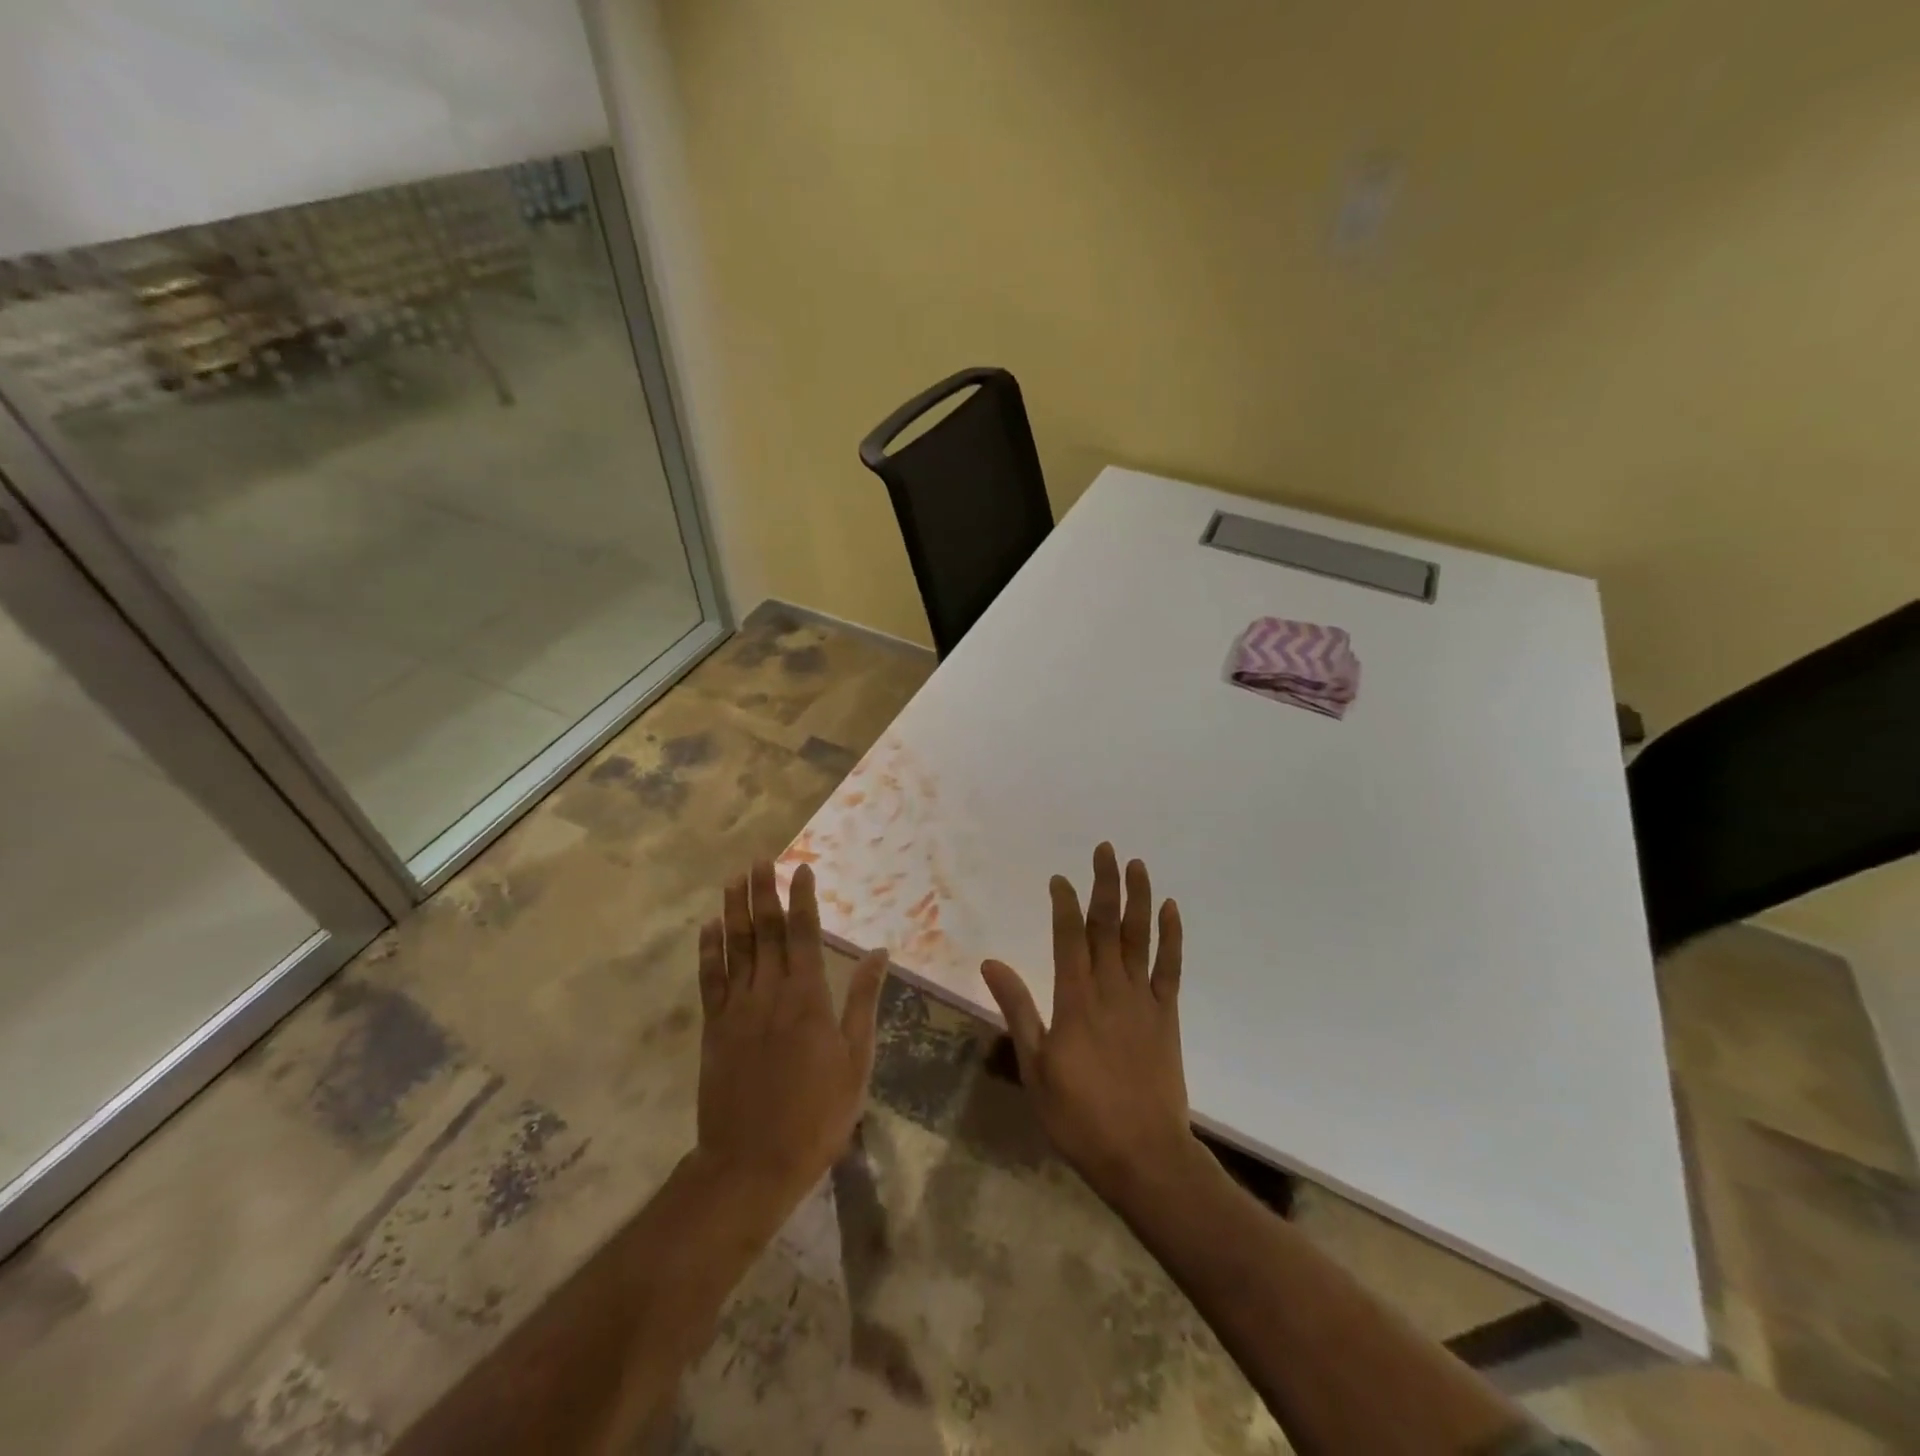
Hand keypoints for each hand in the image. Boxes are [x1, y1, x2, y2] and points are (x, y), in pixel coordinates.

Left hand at [694, 860, 888, 1212]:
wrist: (753, 1163)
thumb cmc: (817, 1114)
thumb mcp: (855, 1060)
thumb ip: (863, 1002)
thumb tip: (878, 953)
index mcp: (807, 997)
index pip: (805, 934)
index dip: (803, 898)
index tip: (801, 869)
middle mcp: (769, 992)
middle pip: (766, 932)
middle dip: (764, 892)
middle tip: (761, 860)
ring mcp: (737, 1009)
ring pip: (736, 948)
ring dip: (735, 911)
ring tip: (735, 879)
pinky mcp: (714, 1029)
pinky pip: (710, 980)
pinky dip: (709, 951)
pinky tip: (708, 928)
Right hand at [981, 843, 1198, 1209]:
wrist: (1143, 1156)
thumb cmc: (1079, 1115)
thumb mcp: (1035, 1065)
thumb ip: (1017, 1009)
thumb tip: (991, 962)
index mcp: (1075, 999)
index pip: (1068, 936)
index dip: (1064, 903)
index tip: (1060, 878)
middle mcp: (1110, 988)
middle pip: (1106, 925)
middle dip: (1104, 884)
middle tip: (1105, 848)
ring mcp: (1143, 999)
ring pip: (1140, 937)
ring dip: (1138, 898)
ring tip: (1137, 865)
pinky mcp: (1167, 1016)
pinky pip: (1170, 967)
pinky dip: (1171, 937)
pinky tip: (1169, 910)